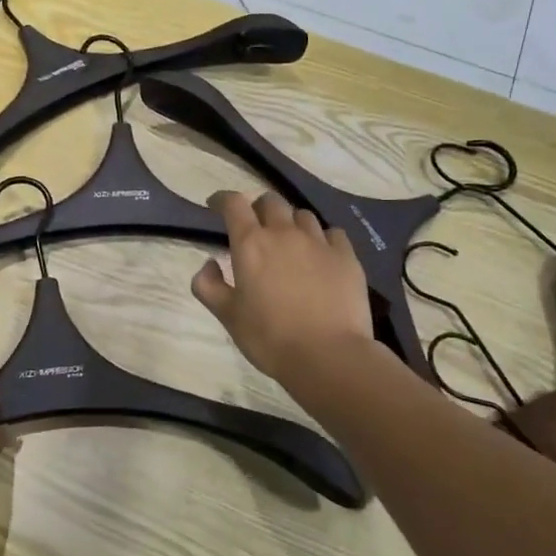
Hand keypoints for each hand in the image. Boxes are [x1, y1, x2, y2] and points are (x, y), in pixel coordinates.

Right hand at [191, 191, 373, 382]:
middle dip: (258, 208)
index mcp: (251, 244)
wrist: (328, 355)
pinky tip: (321, 255)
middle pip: (270, 201)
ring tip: (290, 242)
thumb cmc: (270, 337)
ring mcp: (319, 242)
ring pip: (302, 215)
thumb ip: (208, 285)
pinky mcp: (346, 256)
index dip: (222, 199)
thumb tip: (209, 263)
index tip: (216, 206)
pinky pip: (332, 233)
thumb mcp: (227, 316)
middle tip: (255, 228)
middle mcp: (284, 233)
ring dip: (290, 222)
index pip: (234, 204)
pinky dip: (322, 238)